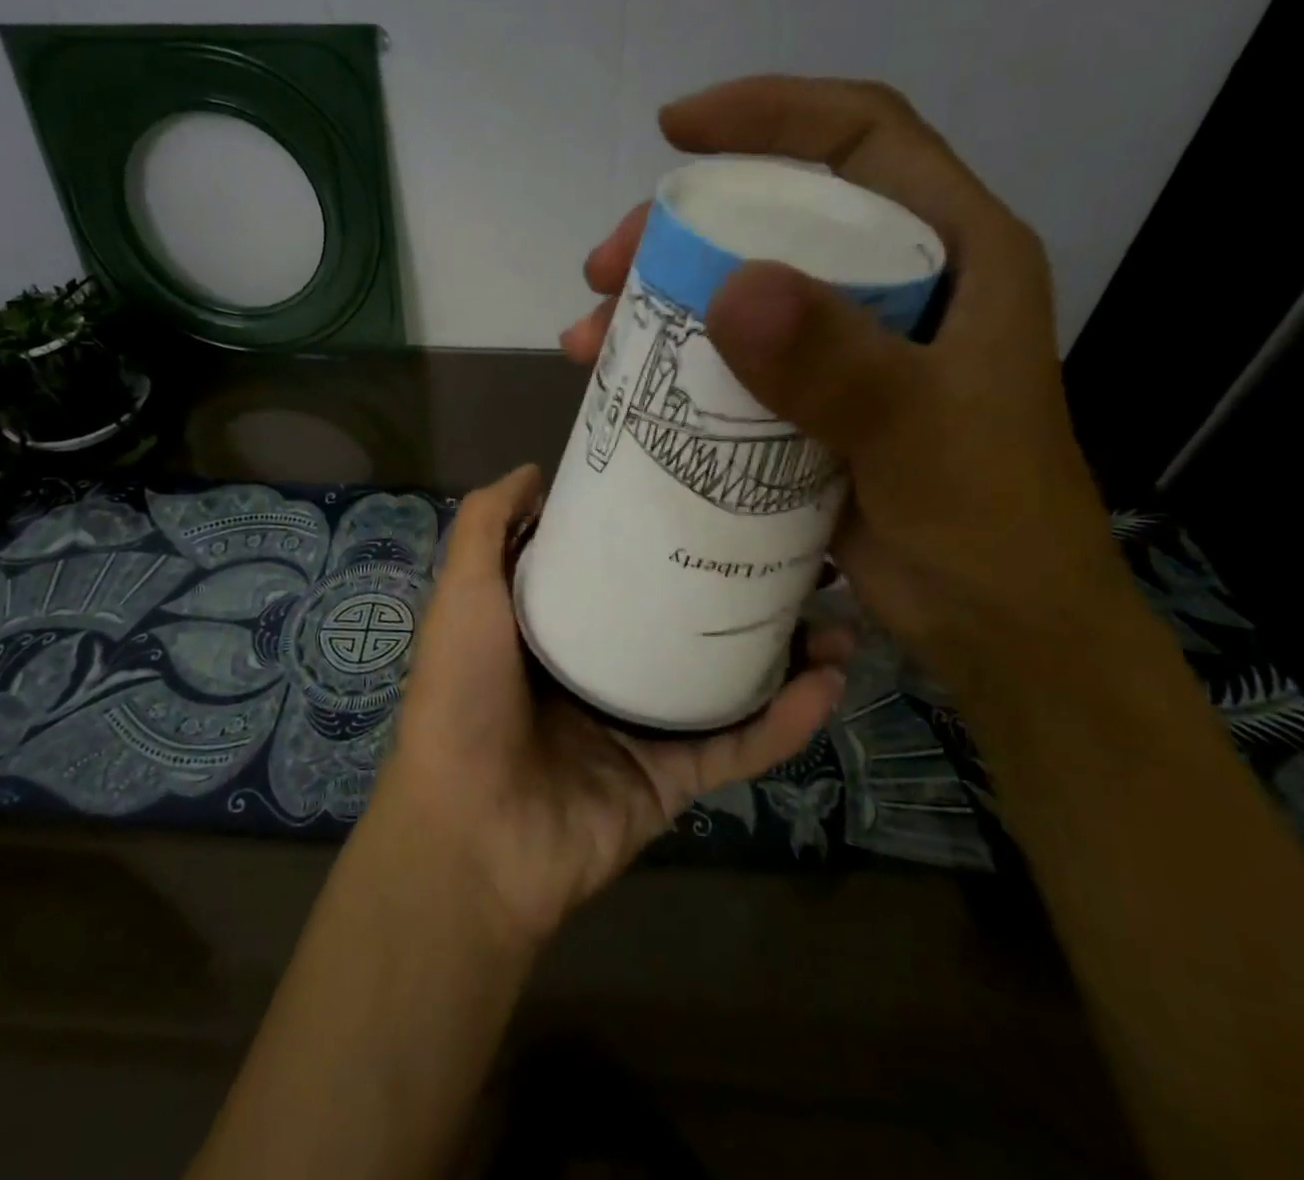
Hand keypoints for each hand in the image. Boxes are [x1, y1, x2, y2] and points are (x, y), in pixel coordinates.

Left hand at [376, 463, 841, 944]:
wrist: (471, 833)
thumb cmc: (463, 694)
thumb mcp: (464, 592)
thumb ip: (487, 526)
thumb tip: (534, 471)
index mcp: (555, 627)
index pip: (617, 569)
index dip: (658, 534)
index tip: (709, 497)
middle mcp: (601, 670)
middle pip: (681, 621)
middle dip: (738, 590)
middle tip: (799, 554)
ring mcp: (640, 727)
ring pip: (725, 681)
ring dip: (785, 653)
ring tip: (839, 615)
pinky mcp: (672, 779)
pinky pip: (739, 745)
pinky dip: (786, 721)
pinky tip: (830, 682)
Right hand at [562, 76, 1137, 708]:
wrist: (1000, 631)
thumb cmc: (988, 529)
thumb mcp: (917, 438)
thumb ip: (836, 365)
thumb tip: (731, 287)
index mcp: (956, 255)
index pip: (861, 139)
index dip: (770, 112)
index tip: (675, 130)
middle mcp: (902, 286)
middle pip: (780, 216)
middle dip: (681, 229)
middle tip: (606, 267)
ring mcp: (853, 347)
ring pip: (744, 291)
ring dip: (660, 303)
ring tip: (590, 337)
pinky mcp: (815, 403)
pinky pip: (734, 360)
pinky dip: (676, 364)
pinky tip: (623, 385)